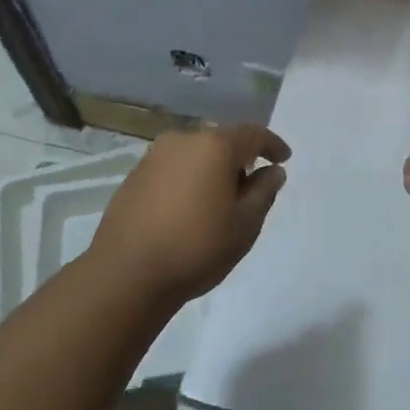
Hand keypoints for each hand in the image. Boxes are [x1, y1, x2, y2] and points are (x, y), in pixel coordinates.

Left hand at [90, 124, 289, 303]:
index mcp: (214, 146)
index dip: (272, 145)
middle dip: (240, 159)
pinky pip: (173, 169)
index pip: (253, 134)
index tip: (284, 158)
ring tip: (218, 202)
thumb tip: (272, 171)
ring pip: (195, 154)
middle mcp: (183, 140)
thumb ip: (264, 191)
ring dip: (211, 170)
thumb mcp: (245, 224)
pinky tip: (188, 208)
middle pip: (221, 141)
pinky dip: (187, 180)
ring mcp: (154, 156)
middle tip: (251, 188)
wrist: (125, 275)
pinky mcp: (134, 176)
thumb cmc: (196, 247)